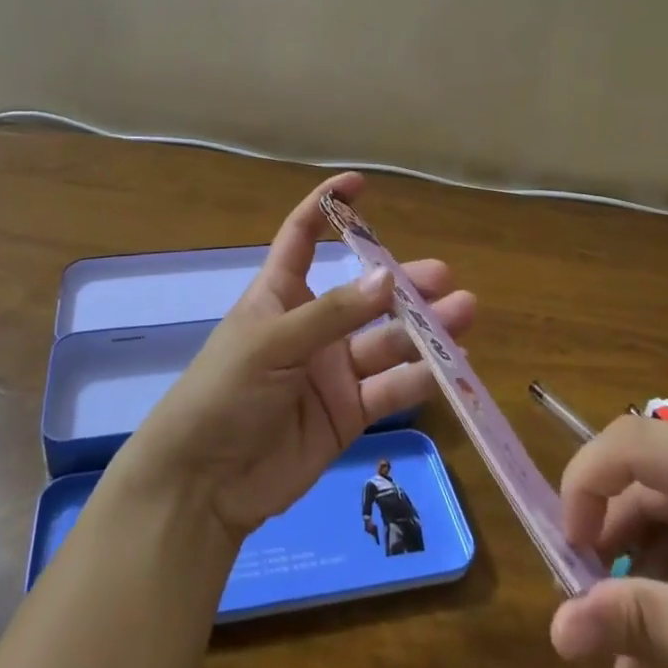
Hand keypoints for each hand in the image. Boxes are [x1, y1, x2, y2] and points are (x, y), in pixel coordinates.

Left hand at [120, 173, 475, 541]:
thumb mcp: (273, 342)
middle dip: (403, 283)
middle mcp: (312, 326)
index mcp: (280, 295)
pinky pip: (390, 388)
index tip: (361, 184)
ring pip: (386, 340)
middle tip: (444, 277)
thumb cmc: (224, 393)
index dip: (328, 207)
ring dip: (424, 328)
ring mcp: (333, 370)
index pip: (303, 237)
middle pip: (363, 294)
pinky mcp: (348, 412)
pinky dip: (420, 378)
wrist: (204, 484)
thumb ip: (333, 314)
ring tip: (463, 314)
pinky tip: (453, 367)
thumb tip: (389, 278)